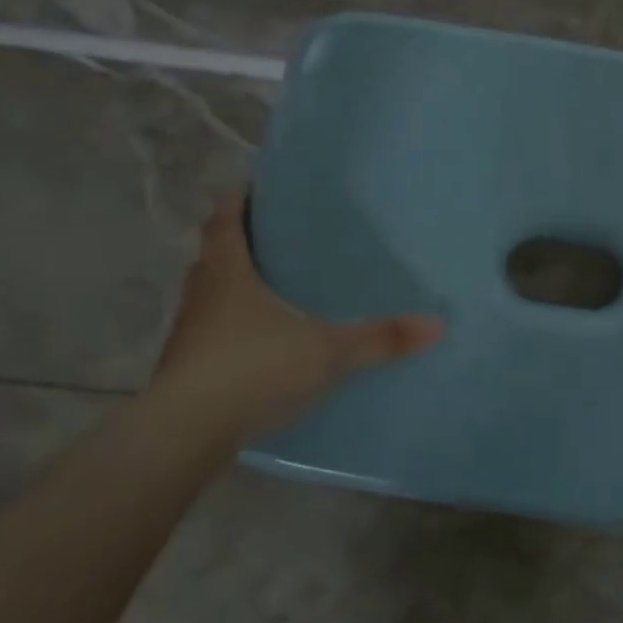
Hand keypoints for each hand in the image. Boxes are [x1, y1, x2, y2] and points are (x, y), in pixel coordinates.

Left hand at [152, 192, 443, 443]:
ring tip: (272, 291)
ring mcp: (189, 335)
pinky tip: (260, 346)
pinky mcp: (185, 370)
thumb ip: (380, 339)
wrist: (187, 432)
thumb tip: (437, 324)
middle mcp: (201, 296)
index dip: (237, 202)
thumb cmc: (254, 369)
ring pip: (209, 298)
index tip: (256, 189)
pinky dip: (230, 330)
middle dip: (239, 245)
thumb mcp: (327, 352)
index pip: (223, 221)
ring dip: (232, 289)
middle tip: (276, 240)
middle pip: (213, 257)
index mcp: (228, 274)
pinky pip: (210, 335)